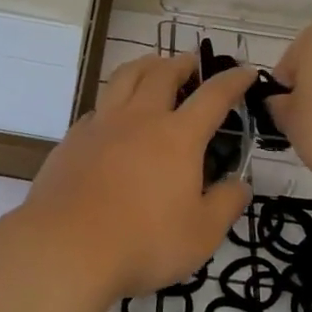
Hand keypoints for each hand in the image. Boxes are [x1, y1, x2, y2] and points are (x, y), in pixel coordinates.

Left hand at [13, 52, 257, 298]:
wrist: (65, 248)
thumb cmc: (143, 242)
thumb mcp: (201, 235)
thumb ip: (226, 205)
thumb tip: (241, 184)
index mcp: (178, 137)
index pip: (213, 96)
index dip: (233, 81)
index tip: (246, 71)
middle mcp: (140, 119)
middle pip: (162, 73)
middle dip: (182, 63)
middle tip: (192, 64)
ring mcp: (101, 125)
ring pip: (124, 78)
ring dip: (144, 66)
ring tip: (152, 68)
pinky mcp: (72, 139)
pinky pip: (98, 107)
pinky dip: (113, 101)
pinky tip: (113, 118)